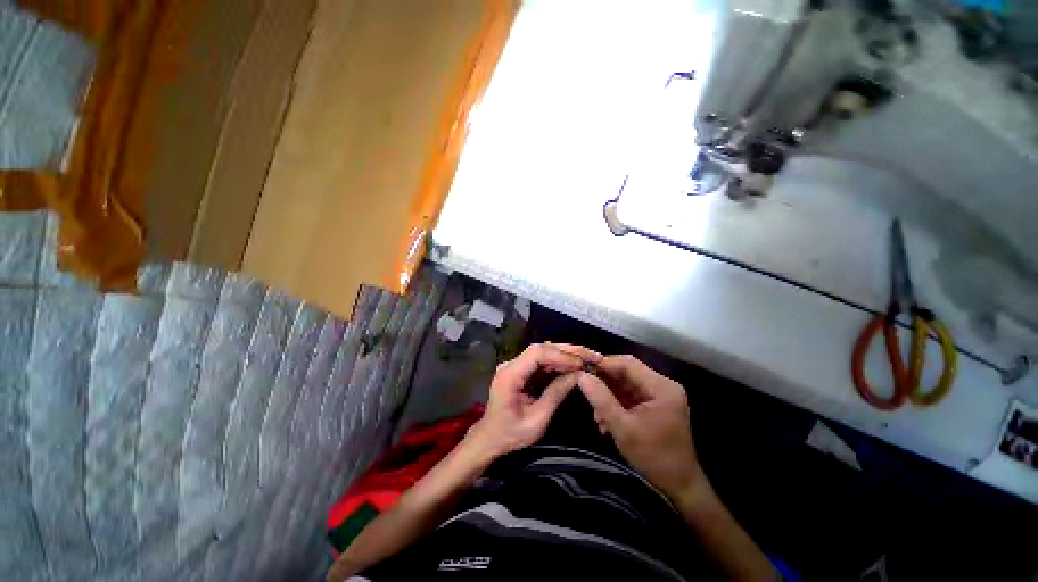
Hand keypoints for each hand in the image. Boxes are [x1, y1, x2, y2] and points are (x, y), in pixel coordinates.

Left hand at [465, 343, 601, 460]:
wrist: (490, 439)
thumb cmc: (510, 434)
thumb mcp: (537, 420)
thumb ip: (556, 394)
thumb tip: (578, 375)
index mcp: (509, 375)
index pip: (536, 354)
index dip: (560, 355)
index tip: (580, 364)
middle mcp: (511, 364)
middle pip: (541, 348)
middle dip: (566, 351)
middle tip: (590, 356)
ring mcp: (515, 365)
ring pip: (543, 352)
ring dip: (564, 355)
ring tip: (586, 359)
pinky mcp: (520, 370)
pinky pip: (541, 361)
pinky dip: (558, 362)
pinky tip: (573, 366)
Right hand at [577, 355, 704, 504]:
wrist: (678, 486)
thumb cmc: (653, 457)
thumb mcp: (623, 428)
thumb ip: (601, 400)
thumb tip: (582, 376)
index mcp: (662, 387)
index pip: (628, 364)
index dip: (603, 364)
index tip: (582, 370)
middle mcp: (662, 385)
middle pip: (627, 372)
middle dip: (604, 381)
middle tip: (585, 390)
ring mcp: (659, 395)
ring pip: (625, 383)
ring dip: (608, 394)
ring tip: (597, 414)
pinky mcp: (654, 404)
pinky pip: (629, 394)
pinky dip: (615, 403)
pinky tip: (605, 418)